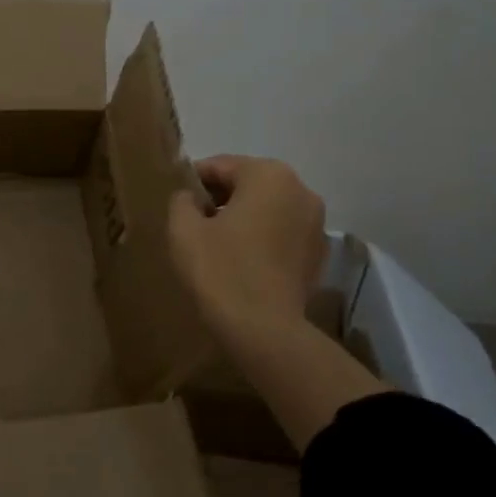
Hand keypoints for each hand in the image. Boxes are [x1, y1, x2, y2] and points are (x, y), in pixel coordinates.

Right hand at [168, 155, 327, 361]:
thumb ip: (181, 201)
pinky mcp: (318, 253)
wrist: (264, 330)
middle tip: (193, 223)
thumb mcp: (183, 229)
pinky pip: (282, 232)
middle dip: (220, 198)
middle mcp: (300, 190)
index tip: (177, 203)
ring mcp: (316, 222)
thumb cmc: (220, 270)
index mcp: (268, 175)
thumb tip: (190, 197)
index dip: (193, 182)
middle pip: (248, 183)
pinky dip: (262, 238)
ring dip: (242, 217)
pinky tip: (242, 261)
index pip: (219, 166)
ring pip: (267, 208)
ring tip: (217, 244)